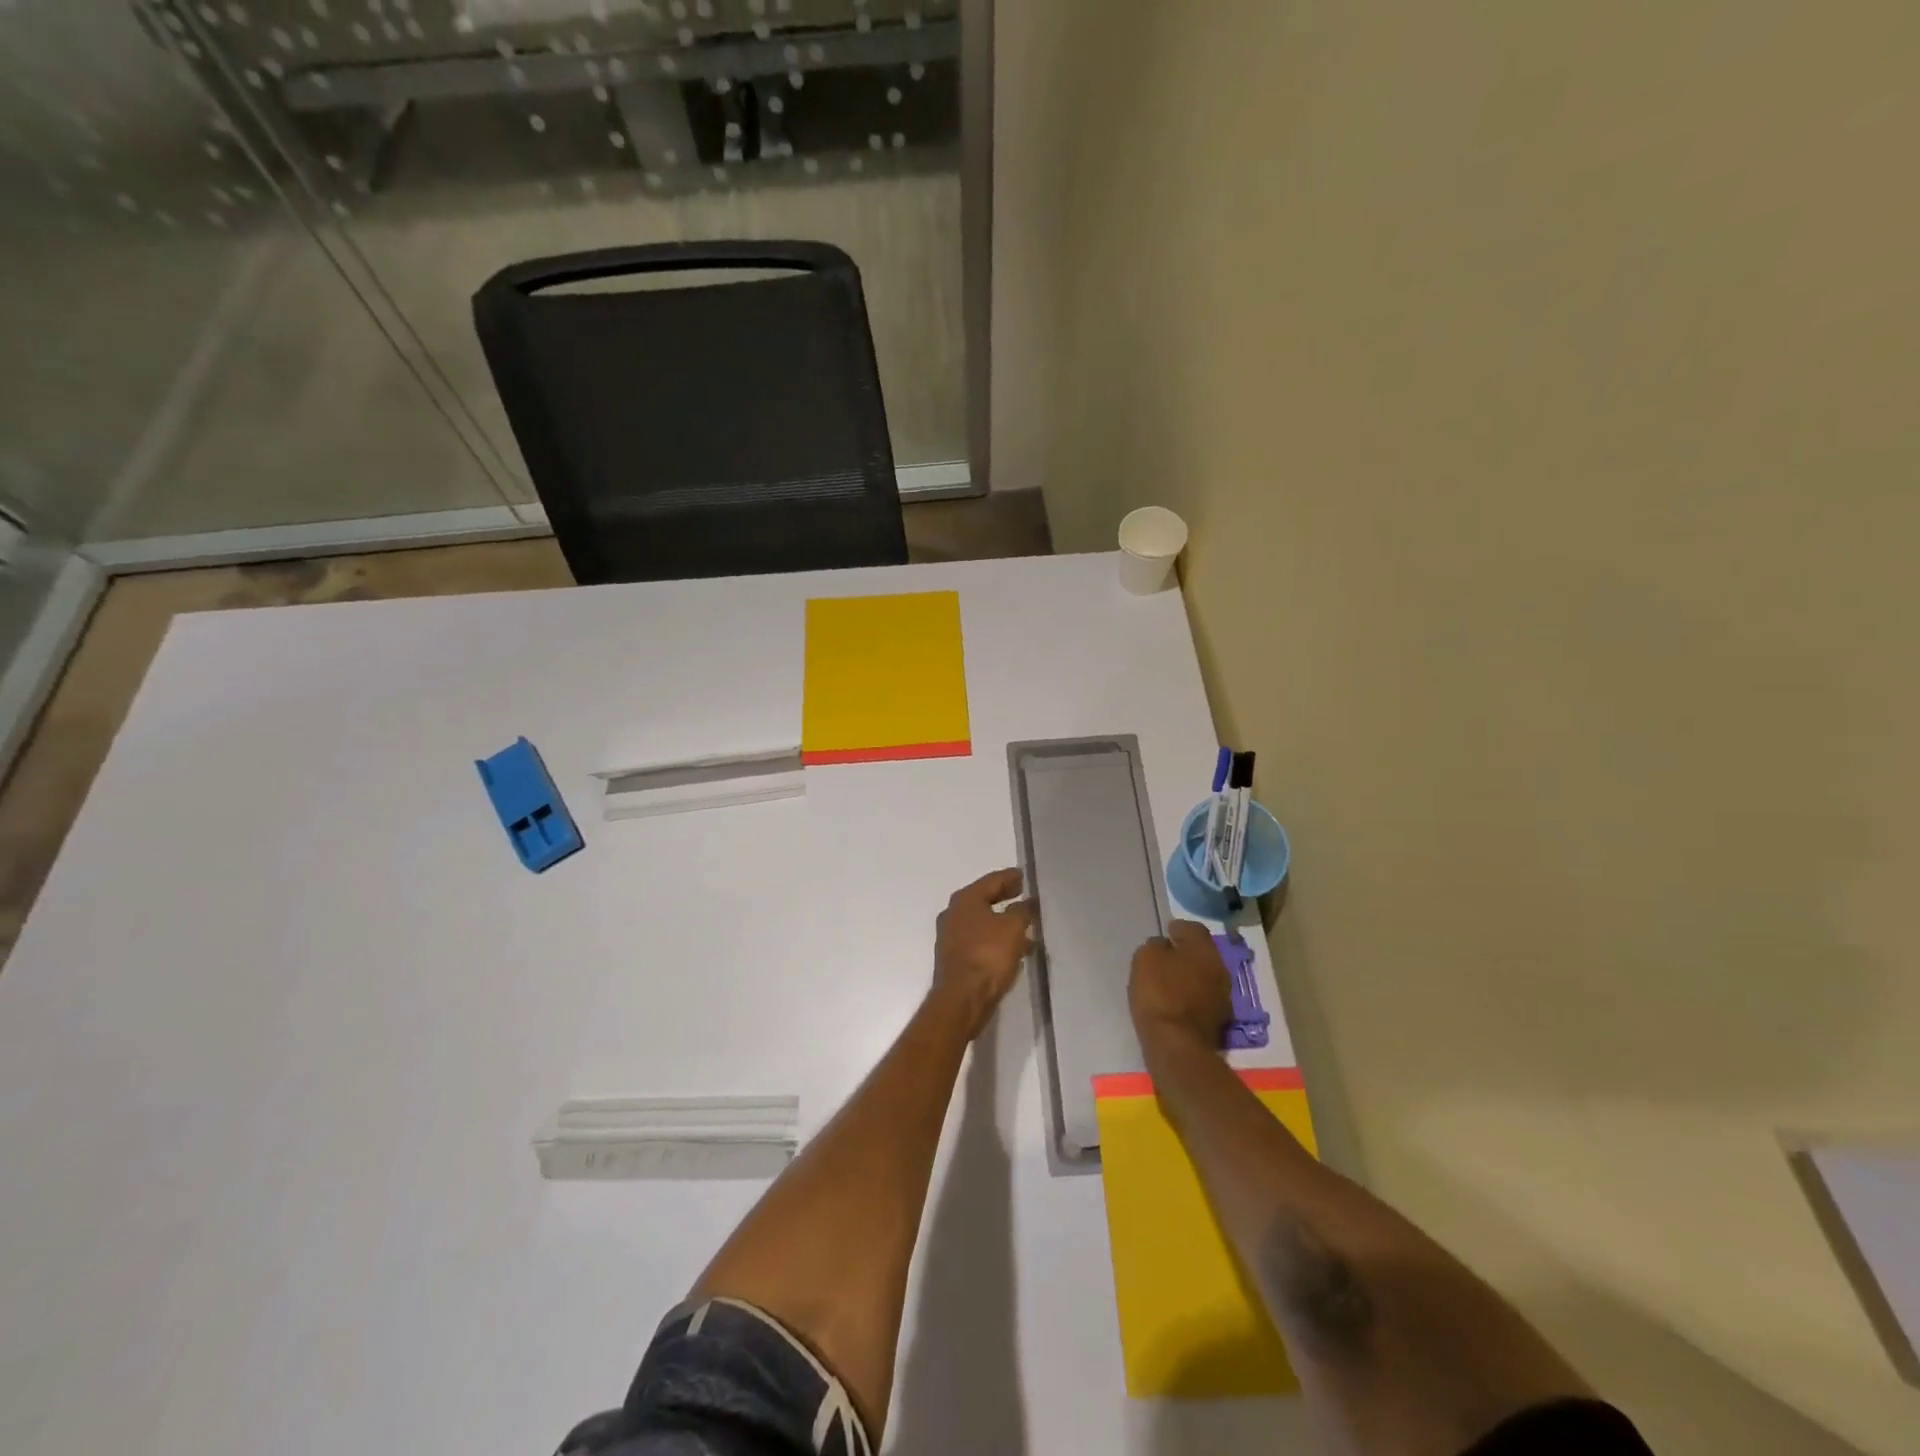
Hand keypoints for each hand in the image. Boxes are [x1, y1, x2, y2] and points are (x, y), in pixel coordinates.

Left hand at [932, 868, 1035, 1039]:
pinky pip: (980, 941)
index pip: (992, 880)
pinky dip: (996, 940)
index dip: (1010, 877)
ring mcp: (951, 937)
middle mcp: (953, 914)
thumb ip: (1022, 911)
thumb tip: (1027, 903)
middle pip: (984, 899)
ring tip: (1026, 925)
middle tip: (1023, 894)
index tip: (1024, 876)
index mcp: (965, 900)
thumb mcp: (1013, 928)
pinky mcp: (955, 958)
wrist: (962, 999)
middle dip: (1004, 897)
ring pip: (982, 922)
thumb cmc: (988, 955)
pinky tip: (1015, 949)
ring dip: (1003, 922)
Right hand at [1129, 920, 1231, 1052]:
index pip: (1195, 929)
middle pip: (1203, 954)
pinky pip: (1203, 999)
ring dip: (1191, 976)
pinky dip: (1191, 997)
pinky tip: (1176, 1002)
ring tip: (1170, 980)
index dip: (1180, 928)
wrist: (1176, 1043)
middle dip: (1187, 953)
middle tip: (1168, 956)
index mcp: (1204, 949)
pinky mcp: (1219, 1022)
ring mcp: (1223, 998)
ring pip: (1205, 978)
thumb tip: (1164, 946)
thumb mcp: (1146, 958)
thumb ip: (1156, 946)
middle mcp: (1220, 969)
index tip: (1167, 931)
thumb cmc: (1159, 992)